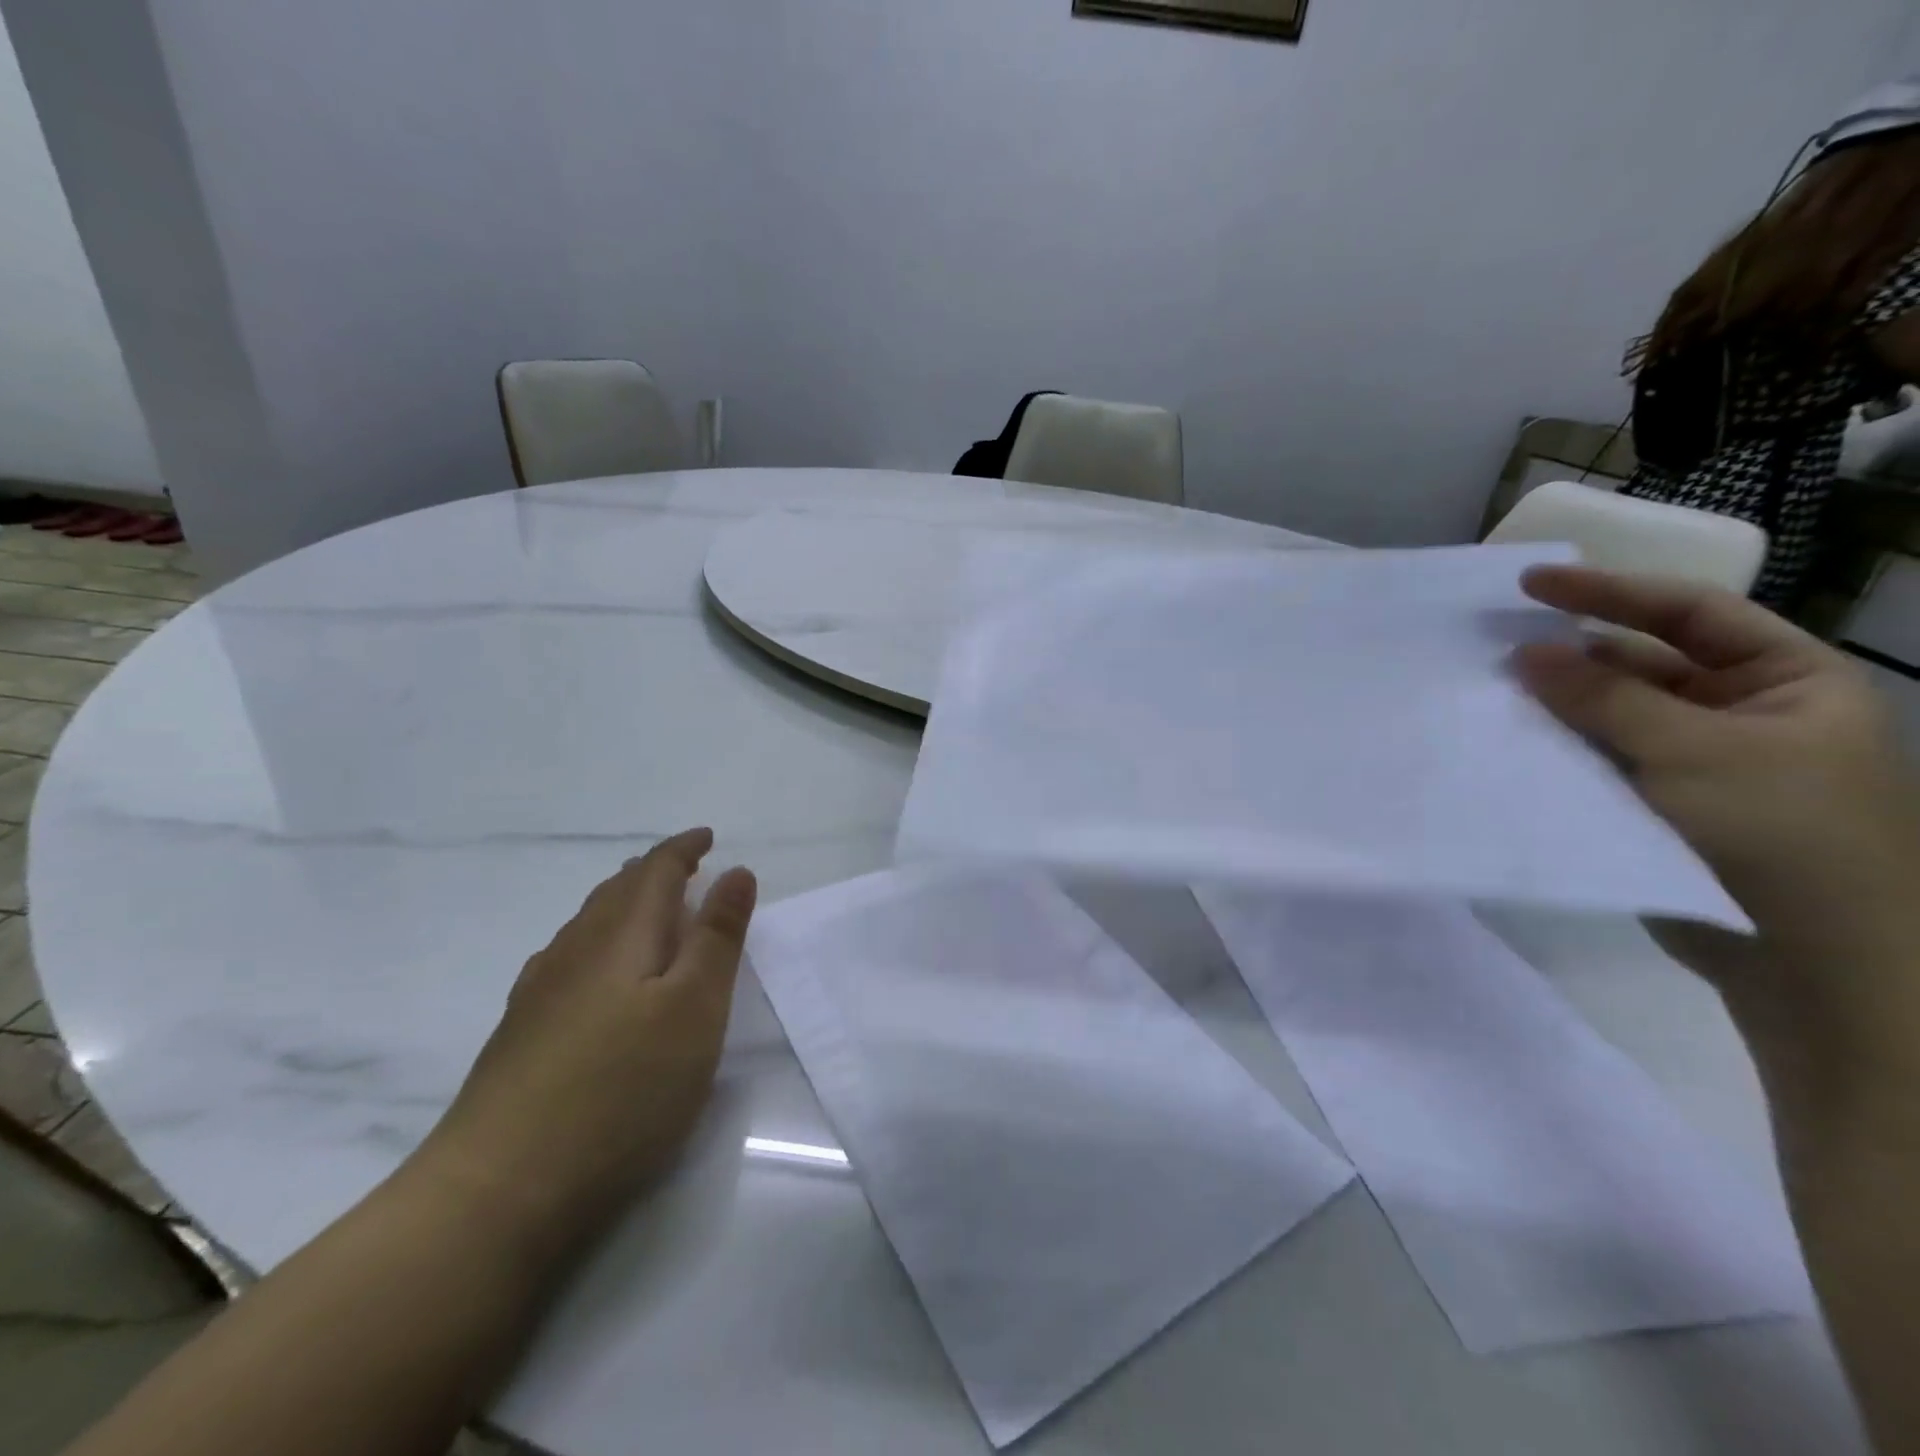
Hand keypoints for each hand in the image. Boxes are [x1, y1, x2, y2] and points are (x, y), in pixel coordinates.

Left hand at [411, 829, 756, 1263]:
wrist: (497, 1191)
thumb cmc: (622, 1089)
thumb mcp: (696, 1008)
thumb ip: (718, 936)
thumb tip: (736, 872)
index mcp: (621, 935)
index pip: (655, 871)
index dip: (683, 849)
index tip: (708, 837)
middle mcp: (574, 951)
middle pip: (616, 892)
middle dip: (653, 872)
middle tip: (685, 867)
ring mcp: (539, 993)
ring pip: (587, 925)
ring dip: (623, 905)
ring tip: (648, 910)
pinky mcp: (520, 1035)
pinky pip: (567, 960)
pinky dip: (597, 944)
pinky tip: (594, 973)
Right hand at [1512, 567, 1919, 1054]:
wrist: (1813, 964)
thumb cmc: (1781, 835)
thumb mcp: (1696, 751)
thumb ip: (1605, 697)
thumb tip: (1524, 651)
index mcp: (1785, 680)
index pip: (1688, 613)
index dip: (1609, 592)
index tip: (1529, 585)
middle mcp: (1740, 711)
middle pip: (1641, 663)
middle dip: (1571, 656)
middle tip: (1492, 644)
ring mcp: (1695, 760)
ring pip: (1610, 714)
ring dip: (1556, 704)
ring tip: (1488, 691)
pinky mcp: (1655, 803)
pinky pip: (1597, 758)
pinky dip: (1556, 748)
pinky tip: (1508, 742)